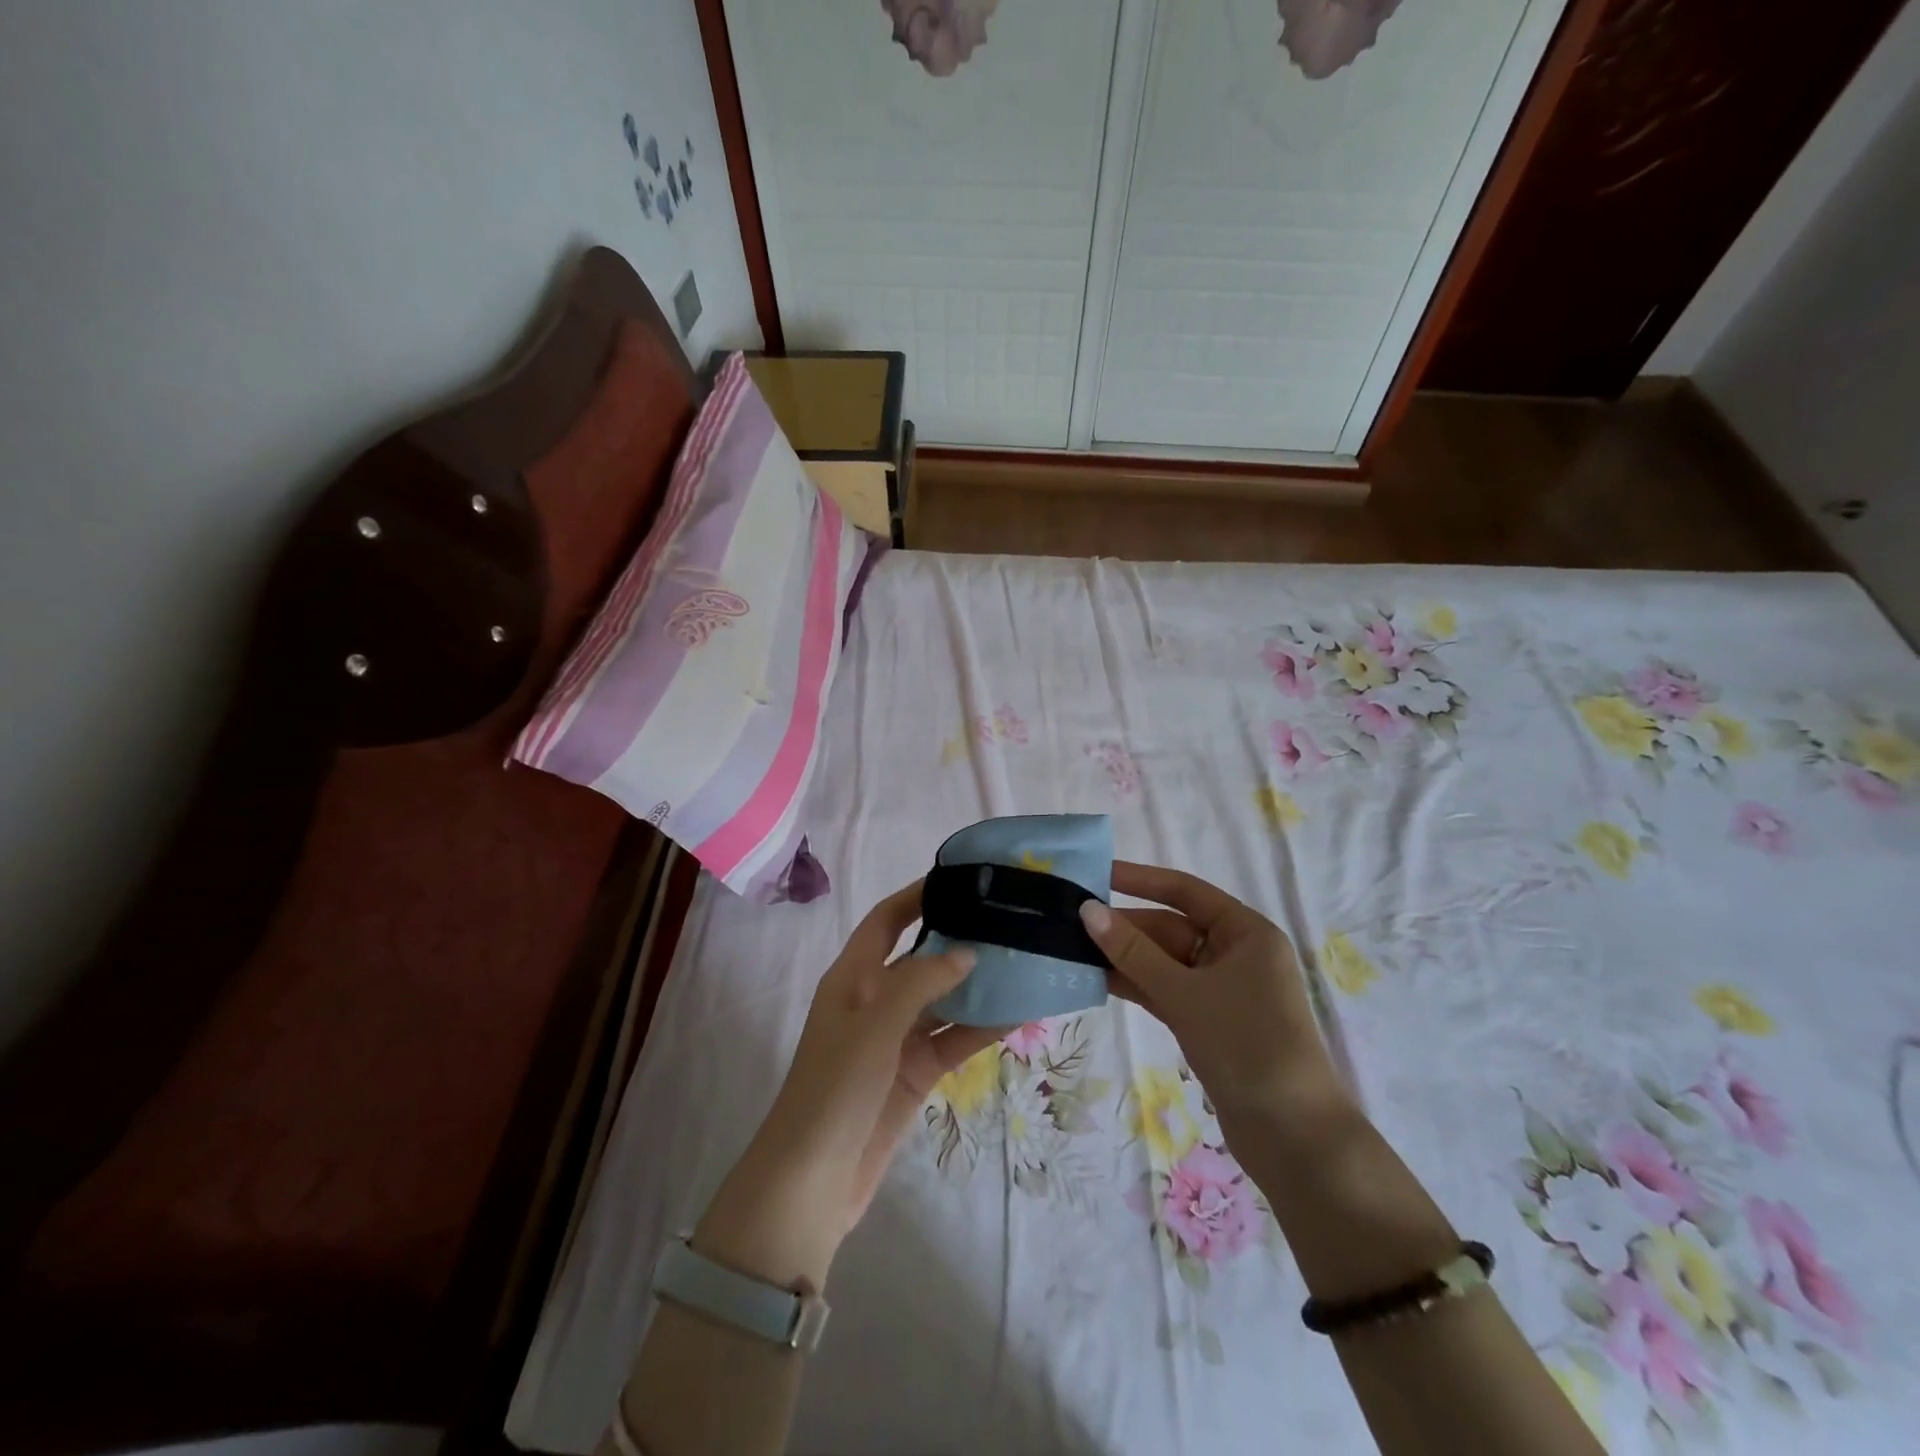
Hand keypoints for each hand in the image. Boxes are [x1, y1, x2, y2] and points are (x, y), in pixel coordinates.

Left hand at [694, 881, 997, 1291]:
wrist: (813, 1180)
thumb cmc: (835, 1087)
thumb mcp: (875, 1024)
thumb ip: (921, 982)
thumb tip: (968, 953)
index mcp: (853, 976)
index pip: (886, 920)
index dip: (917, 896)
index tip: (959, 879)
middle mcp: (875, 1000)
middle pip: (921, 957)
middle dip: (958, 939)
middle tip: (1007, 920)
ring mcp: (897, 1038)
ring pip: (944, 1000)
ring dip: (977, 985)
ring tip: (1023, 961)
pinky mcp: (915, 1073)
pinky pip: (953, 1040)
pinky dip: (981, 1027)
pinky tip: (1018, 1014)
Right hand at [1079, 861, 1348, 1134]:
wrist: (1293, 1137)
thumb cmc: (1245, 1045)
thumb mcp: (1184, 993)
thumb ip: (1132, 952)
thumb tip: (1087, 910)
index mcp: (1245, 932)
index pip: (1185, 891)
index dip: (1139, 880)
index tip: (1095, 875)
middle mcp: (1235, 953)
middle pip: (1170, 928)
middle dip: (1124, 927)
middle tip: (1069, 922)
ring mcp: (1221, 990)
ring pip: (1164, 962)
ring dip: (1124, 958)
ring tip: (1072, 950)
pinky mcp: (1208, 1022)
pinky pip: (1165, 991)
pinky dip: (1136, 985)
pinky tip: (1096, 981)